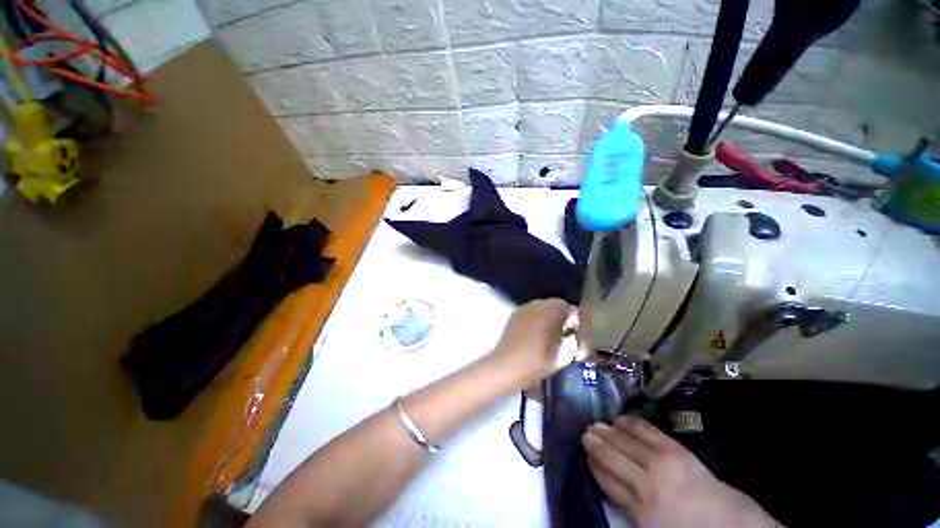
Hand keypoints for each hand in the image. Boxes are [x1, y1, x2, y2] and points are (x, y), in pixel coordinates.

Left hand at [489, 298, 574, 388]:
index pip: (568, 307)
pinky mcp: (515, 315)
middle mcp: (536, 306)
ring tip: (552, 331)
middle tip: (567, 330)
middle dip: (563, 314)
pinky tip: (538, 331)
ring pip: (542, 305)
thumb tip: (574, 335)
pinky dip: (538, 316)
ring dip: (550, 314)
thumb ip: (573, 342)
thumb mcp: (562, 357)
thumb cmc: (535, 363)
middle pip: (555, 303)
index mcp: (549, 313)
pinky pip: (531, 310)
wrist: (506, 367)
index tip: (579, 330)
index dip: (576, 318)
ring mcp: (524, 309)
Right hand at [583, 416, 779, 527]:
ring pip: (626, 442)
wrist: (730, 525)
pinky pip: (647, 431)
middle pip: (613, 457)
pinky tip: (620, 419)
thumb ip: (628, 508)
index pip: (607, 480)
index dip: (594, 465)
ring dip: (609, 431)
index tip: (585, 454)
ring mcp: (662, 463)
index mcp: (639, 509)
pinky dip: (631, 423)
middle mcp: (646, 482)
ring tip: (596, 424)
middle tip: (584, 433)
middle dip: (596, 443)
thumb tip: (608, 481)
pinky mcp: (676, 450)